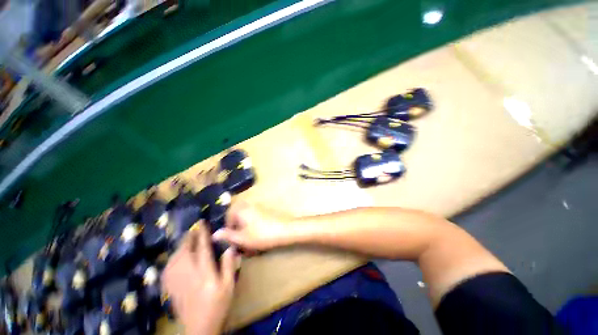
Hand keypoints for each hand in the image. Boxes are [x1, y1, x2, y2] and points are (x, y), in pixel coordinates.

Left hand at [162, 223, 238, 334]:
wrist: (200, 328)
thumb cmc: (218, 305)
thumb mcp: (228, 286)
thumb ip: (228, 266)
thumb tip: (229, 247)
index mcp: (204, 273)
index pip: (202, 249)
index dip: (202, 234)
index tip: (202, 223)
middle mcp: (188, 275)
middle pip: (184, 252)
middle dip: (188, 238)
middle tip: (193, 230)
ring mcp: (177, 282)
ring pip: (174, 259)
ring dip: (180, 247)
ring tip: (186, 241)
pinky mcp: (171, 288)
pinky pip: (168, 269)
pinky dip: (171, 259)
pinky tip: (175, 258)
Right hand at [213, 202, 292, 251]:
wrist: (285, 230)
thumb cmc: (262, 234)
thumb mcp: (242, 238)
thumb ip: (228, 235)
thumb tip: (214, 234)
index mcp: (241, 209)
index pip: (227, 217)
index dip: (228, 230)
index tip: (231, 241)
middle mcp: (248, 205)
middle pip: (237, 217)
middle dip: (237, 229)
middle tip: (240, 241)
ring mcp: (258, 208)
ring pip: (246, 219)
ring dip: (245, 229)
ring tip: (249, 241)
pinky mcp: (265, 212)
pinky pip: (254, 219)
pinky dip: (253, 227)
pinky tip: (257, 237)